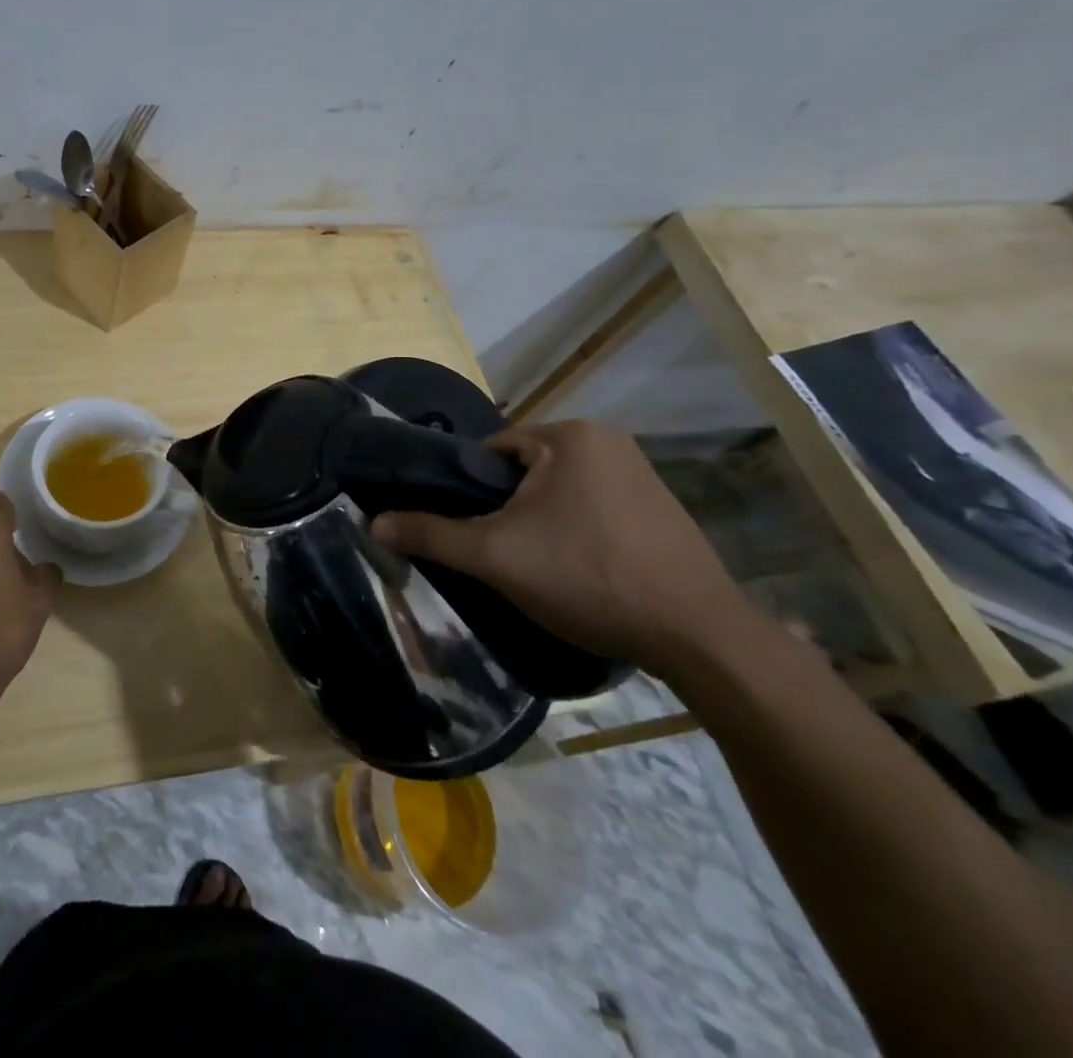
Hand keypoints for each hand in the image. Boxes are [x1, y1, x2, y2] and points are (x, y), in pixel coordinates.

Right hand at [371, 420, 755, 674]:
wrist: (699, 637)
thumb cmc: (588, 577)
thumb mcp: (496, 556)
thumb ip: (432, 535)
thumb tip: (373, 524)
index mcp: (570, 435)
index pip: (492, 451)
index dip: (471, 491)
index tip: (469, 530)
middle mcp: (609, 441)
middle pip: (525, 472)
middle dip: (507, 510)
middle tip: (500, 554)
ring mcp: (642, 474)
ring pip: (558, 493)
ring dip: (540, 523)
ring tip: (537, 568)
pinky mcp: (662, 509)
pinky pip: (594, 508)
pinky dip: (576, 533)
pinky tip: (579, 572)